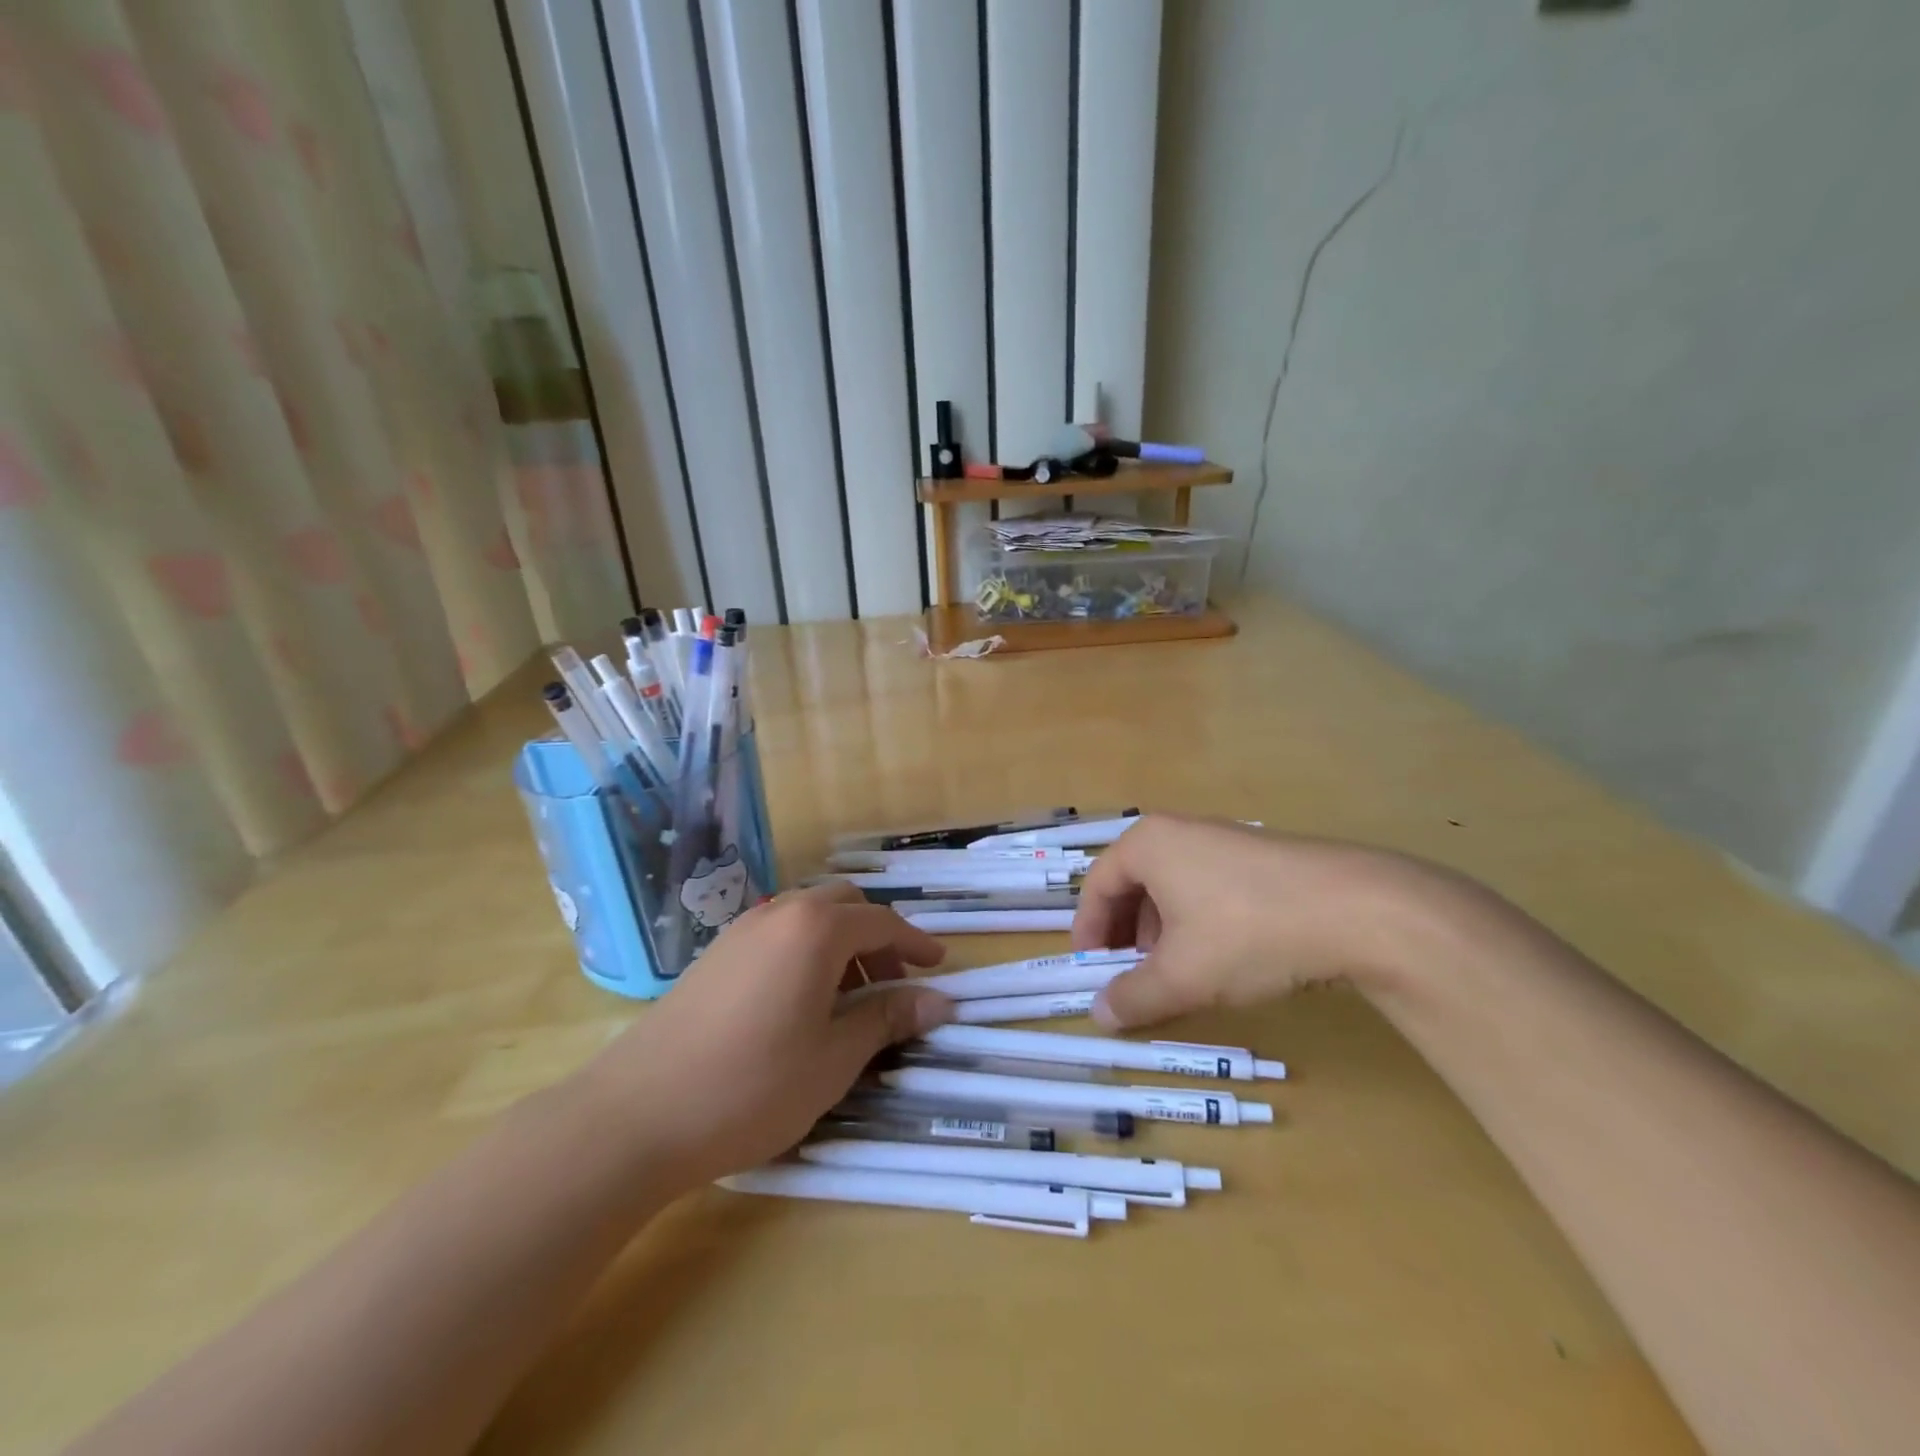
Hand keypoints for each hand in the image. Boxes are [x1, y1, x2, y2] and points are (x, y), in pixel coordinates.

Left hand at [585, 883, 953, 1189]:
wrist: (636, 1115)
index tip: (939, 967)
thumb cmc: (752, 1086)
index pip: (881, 922)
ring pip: (808, 916)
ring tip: (850, 998)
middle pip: (844, 905)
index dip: (915, 944)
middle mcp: (780, 913)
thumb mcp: (834, 1058)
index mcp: (816, 929)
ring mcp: (741, 930)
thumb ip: (888, 1019)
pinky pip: (777, 933)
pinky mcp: (715, 954)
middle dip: (877, 936)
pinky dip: (805, 951)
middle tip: (894, 983)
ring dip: (840, 942)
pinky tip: (801, 1001)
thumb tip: (940, 1001)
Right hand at [1070, 815, 1449, 1029]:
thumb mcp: (1183, 976)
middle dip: (1125, 932)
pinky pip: (1208, 886)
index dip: (1088, 929)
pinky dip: (1197, 921)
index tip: (1090, 967)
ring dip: (1160, 930)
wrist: (1358, 909)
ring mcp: (1224, 839)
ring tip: (1173, 971)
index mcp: (1148, 844)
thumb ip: (1134, 997)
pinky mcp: (1260, 856)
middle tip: (1128, 972)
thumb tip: (1098, 1015)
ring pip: (1172, 886)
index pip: (1098, 885)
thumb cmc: (1248, 933)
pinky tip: (1219, 957)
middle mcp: (1180, 831)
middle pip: (1133, 882)